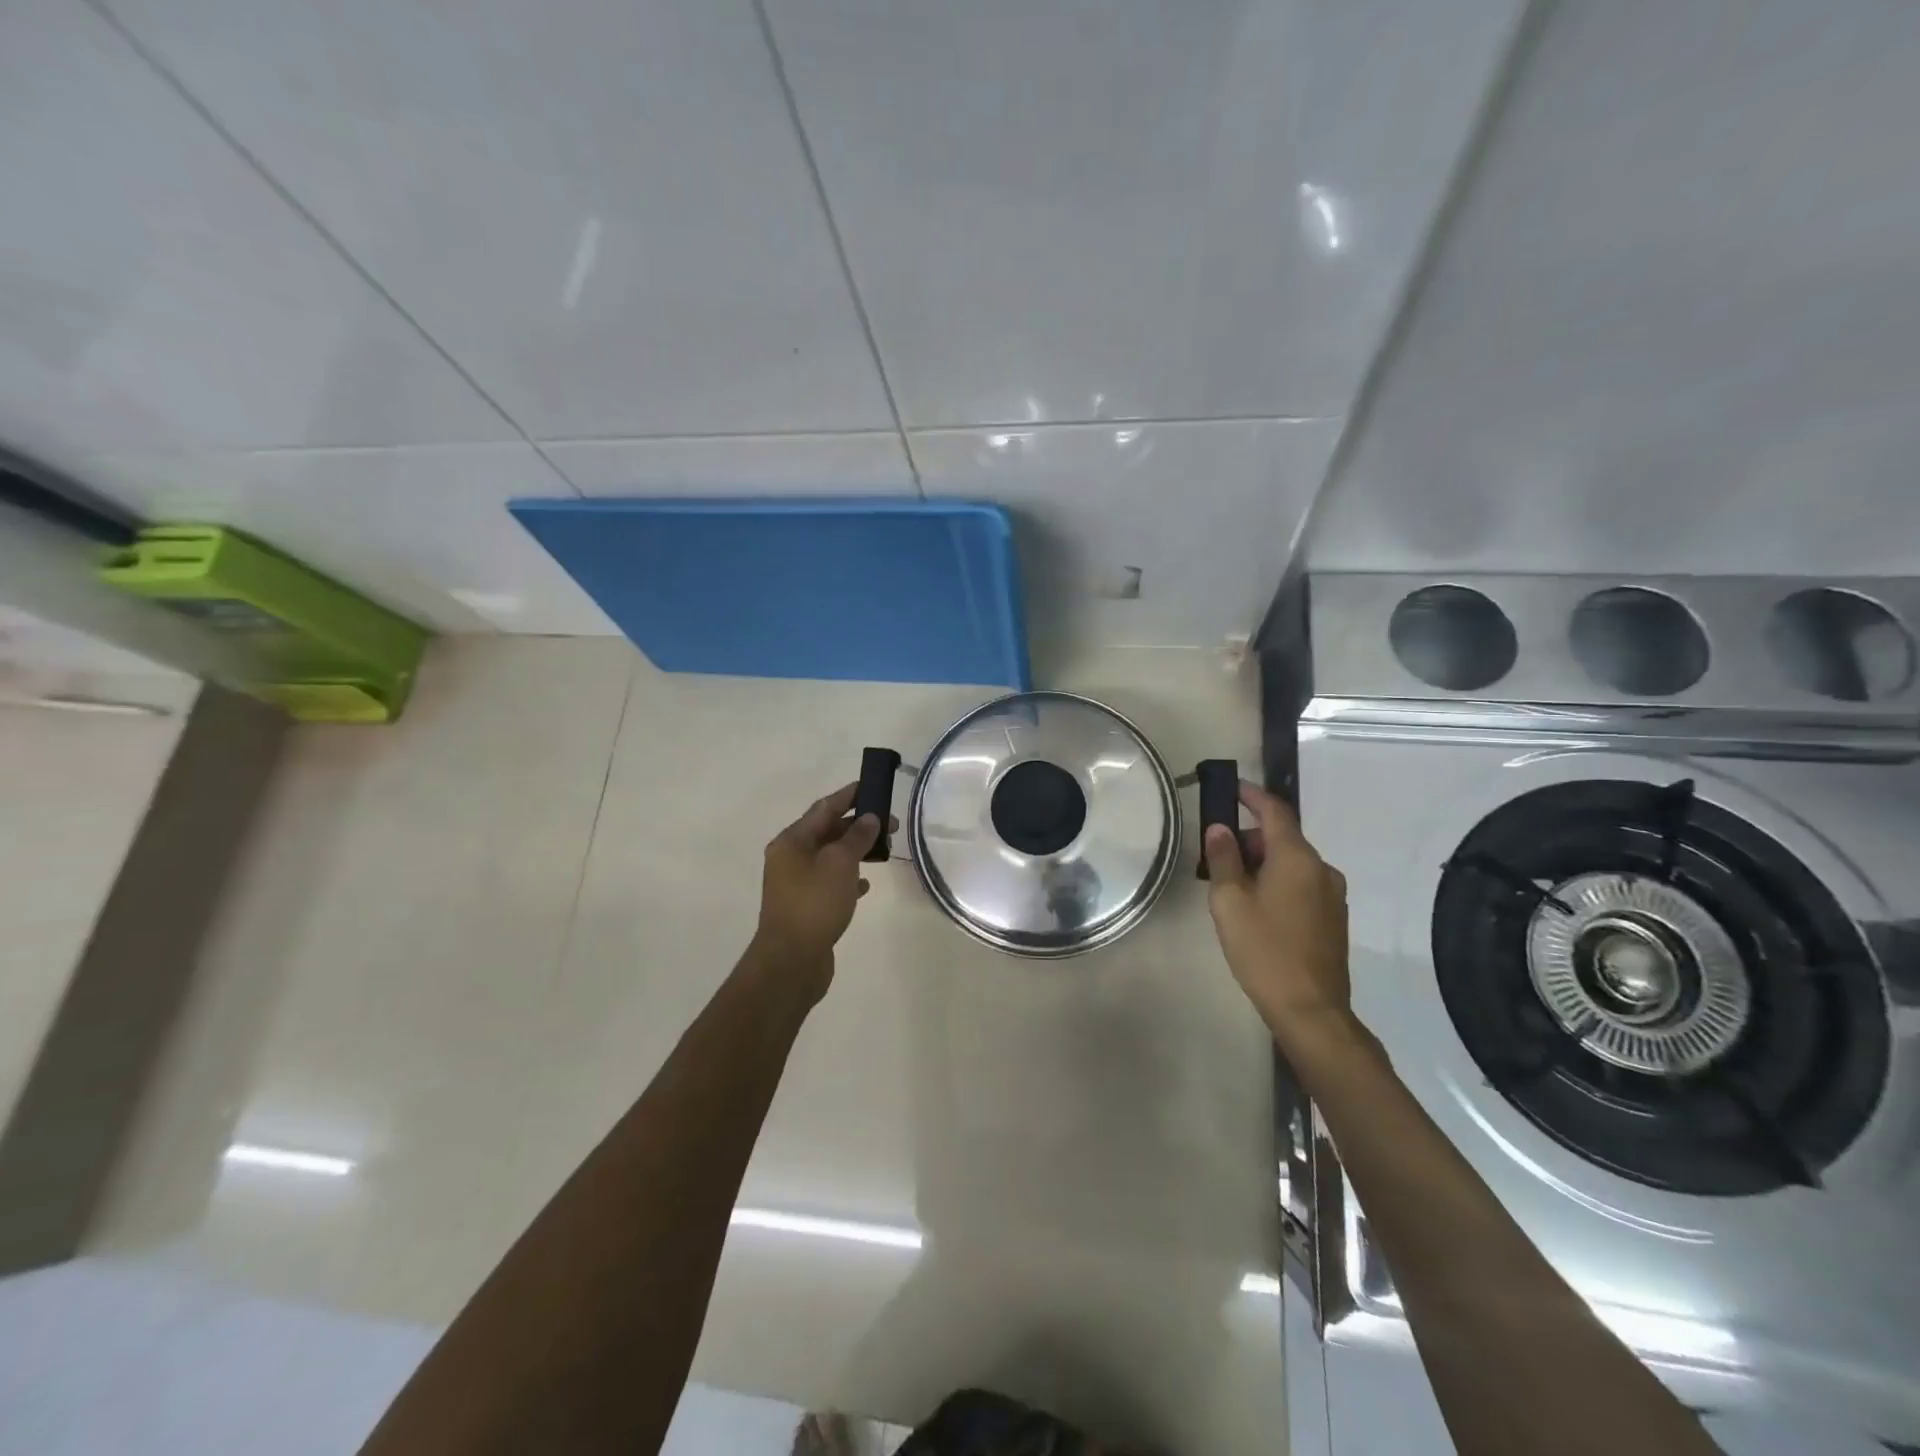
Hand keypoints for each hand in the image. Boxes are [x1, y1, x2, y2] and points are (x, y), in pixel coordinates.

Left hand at [752, 783, 884, 998]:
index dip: (849, 796)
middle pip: (827, 832)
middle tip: (891, 824)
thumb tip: (869, 818)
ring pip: (830, 857)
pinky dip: (848, 877)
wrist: (791, 962)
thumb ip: (856, 837)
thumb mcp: (840, 863)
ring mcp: (796, 884)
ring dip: (855, 851)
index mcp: (792, 841)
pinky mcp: (806, 906)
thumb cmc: (814, 904)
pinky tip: (865, 883)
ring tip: (883, 851)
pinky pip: (830, 882)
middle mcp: (790, 858)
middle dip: (858, 825)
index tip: (871, 786)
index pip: (824, 808)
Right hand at [1203, 781, 1350, 1035]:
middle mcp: (1321, 869)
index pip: (1275, 812)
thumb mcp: (1230, 902)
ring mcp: (1332, 895)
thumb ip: (1223, 859)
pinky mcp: (1334, 918)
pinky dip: (1278, 882)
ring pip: (1292, 863)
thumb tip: (1220, 828)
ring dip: (1263, 863)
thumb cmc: (1264, 950)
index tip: (1232, 788)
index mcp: (1297, 859)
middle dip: (1250, 838)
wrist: (1311, 1010)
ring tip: (1232, 885)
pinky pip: (1302, 885)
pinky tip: (1257, 907)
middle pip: (1283, 838)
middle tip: (1217, 854)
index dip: (1252, 796)